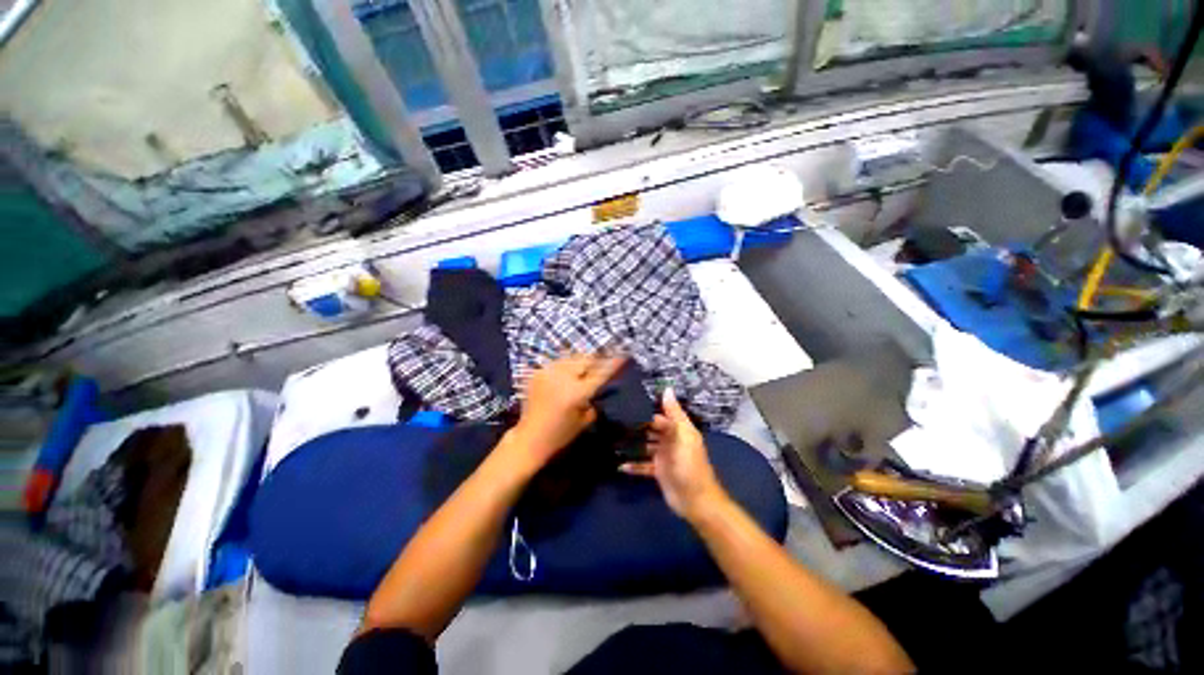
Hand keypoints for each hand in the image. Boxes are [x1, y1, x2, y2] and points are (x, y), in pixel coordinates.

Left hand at [508, 353, 625, 469]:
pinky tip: (566, 374)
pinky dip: (565, 366)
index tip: (623, 355)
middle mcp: (563, 378)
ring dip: (580, 361)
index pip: (601, 372)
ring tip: (584, 367)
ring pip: (571, 357)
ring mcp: (549, 373)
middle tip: (601, 361)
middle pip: (586, 359)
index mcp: (578, 392)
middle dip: (596, 359)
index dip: (613, 363)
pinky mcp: (538, 373)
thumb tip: (598, 387)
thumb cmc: (560, 434)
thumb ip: (594, 401)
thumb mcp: (585, 421)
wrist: (530, 437)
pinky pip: (557, 363)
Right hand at [621, 388, 726, 520]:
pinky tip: (619, 465)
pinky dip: (633, 465)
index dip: (646, 410)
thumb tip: (667, 388)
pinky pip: (643, 465)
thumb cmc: (690, 465)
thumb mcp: (683, 436)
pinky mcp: (658, 471)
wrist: (696, 501)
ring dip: (632, 444)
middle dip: (636, 425)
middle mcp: (671, 440)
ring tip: (612, 439)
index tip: (626, 403)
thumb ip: (674, 414)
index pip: (660, 415)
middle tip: (614, 420)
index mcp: (679, 430)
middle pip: (651, 429)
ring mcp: (664, 456)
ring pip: (645, 446)